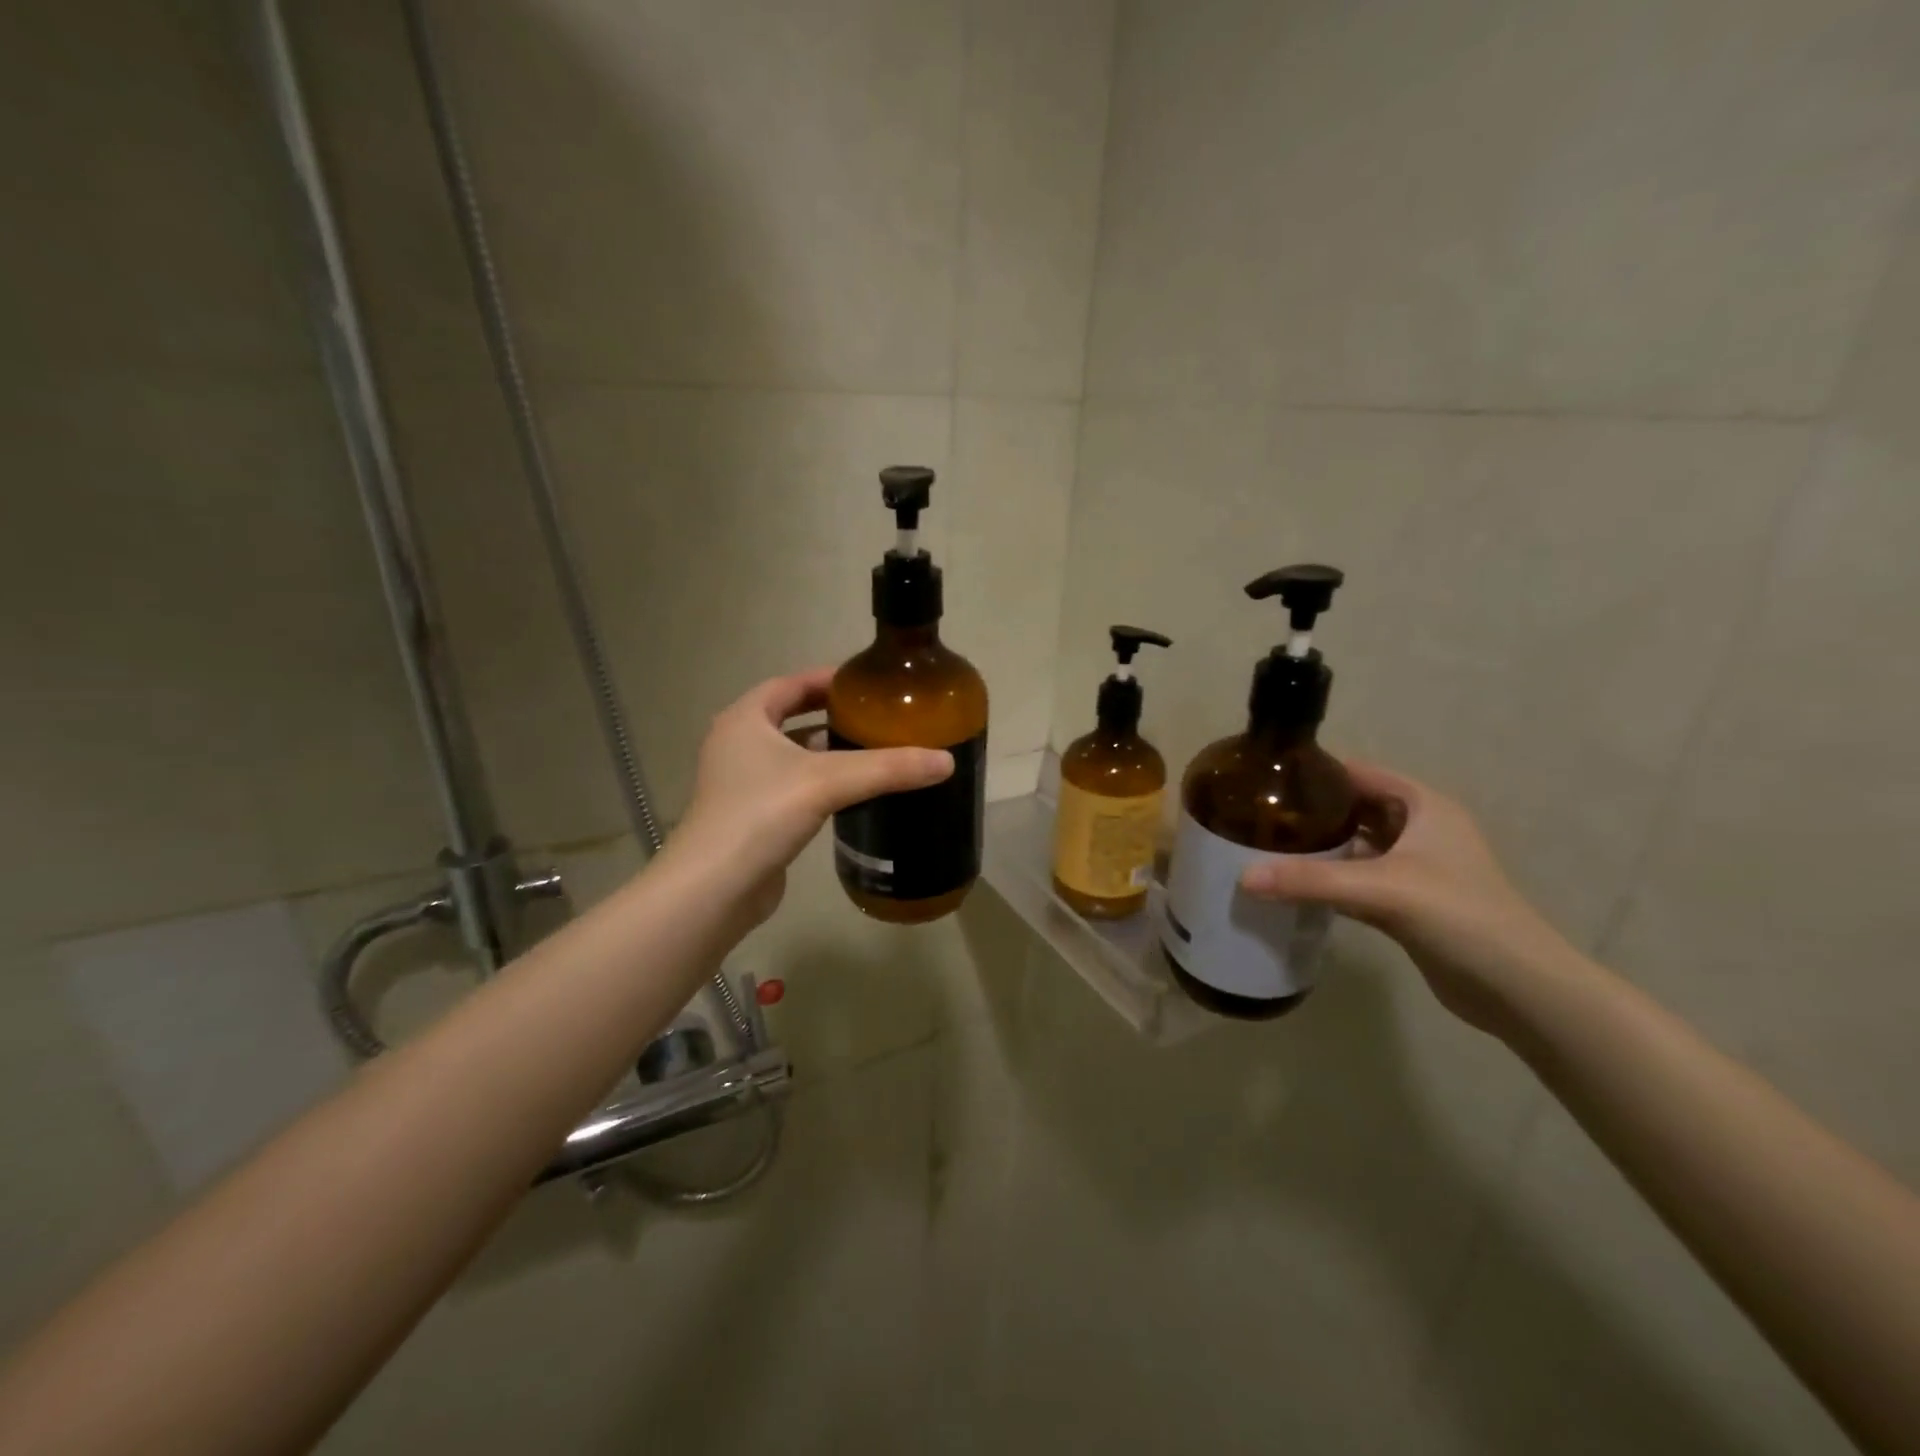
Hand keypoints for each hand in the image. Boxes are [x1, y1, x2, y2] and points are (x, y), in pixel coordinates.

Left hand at [666, 668, 952, 923]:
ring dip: (825, 752)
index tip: (866, 683)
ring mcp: (739, 784)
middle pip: (789, 717)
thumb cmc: (761, 815)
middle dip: (831, 716)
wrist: (714, 889)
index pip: (789, 684)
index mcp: (744, 719)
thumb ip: (888, 768)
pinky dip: (818, 784)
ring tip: (872, 753)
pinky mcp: (749, 817)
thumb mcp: (829, 781)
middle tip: (876, 718)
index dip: (827, 679)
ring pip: (791, 756)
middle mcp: (736, 744)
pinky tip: (850, 795)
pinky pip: (791, 788)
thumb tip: (946, 761)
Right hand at [1239, 762, 1579, 1036]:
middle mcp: (1421, 830)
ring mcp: (1417, 868)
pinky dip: (1330, 880)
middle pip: (1355, 808)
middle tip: (1258, 816)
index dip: (1317, 773)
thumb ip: (1310, 881)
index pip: (1360, 774)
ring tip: (1266, 846)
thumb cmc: (1459, 917)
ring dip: (1319, 848)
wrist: (1519, 989)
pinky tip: (1293, 885)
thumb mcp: (1381, 890)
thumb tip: (1242, 877)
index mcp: (1424, 807)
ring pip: (1356, 846)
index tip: (1268, 779)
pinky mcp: (1410, 902)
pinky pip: (1359, 879)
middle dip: (1311, 812)